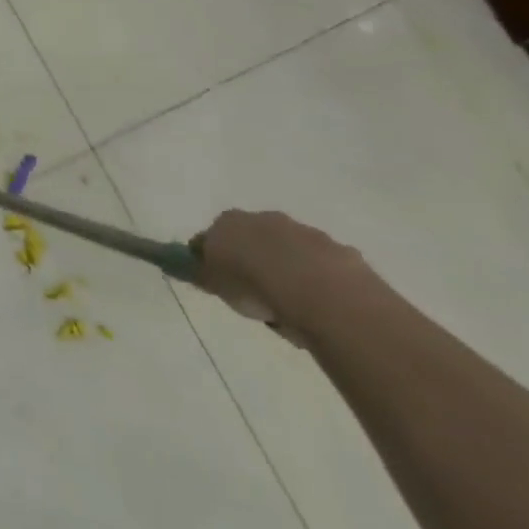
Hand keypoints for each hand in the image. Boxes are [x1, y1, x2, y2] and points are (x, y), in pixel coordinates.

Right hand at [192, 210, 370, 338]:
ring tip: (293, 310)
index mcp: (229, 221)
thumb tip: (189, 266)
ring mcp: (305, 233)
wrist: (317, 291)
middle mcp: (265, 219)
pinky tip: (322, 309)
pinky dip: (321, 285)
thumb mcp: (215, 282)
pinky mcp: (340, 253)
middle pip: (255, 240)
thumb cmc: (253, 284)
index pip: (214, 235)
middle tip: (259, 297)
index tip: (222, 283)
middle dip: (257, 262)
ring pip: (292, 253)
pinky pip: (325, 269)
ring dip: (291, 273)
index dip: (217, 258)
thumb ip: (203, 272)